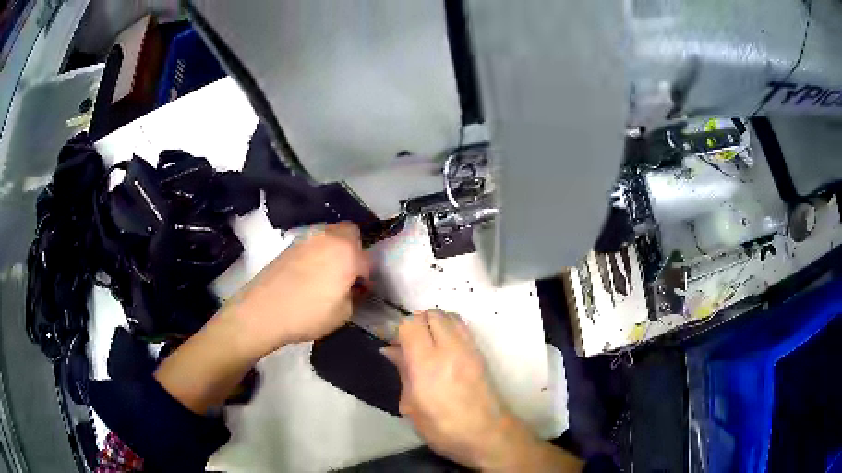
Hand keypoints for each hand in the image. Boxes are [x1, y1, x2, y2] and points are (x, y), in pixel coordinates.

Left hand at [220, 222, 369, 359]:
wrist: (263, 311)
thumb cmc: (308, 314)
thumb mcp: (342, 314)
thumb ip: (353, 296)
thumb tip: (351, 287)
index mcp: (347, 253)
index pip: (367, 260)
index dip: (366, 277)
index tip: (361, 291)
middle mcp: (328, 238)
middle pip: (350, 233)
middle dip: (354, 250)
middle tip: (348, 272)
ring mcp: (307, 238)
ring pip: (330, 235)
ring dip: (335, 249)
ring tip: (328, 274)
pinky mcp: (290, 246)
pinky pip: (312, 243)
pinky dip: (317, 253)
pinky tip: (309, 274)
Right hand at [382, 310, 582, 471]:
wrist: (488, 435)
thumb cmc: (443, 428)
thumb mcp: (412, 406)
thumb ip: (403, 372)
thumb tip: (391, 350)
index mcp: (427, 365)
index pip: (411, 324)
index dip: (399, 330)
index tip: (394, 345)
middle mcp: (450, 349)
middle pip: (432, 314)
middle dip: (417, 322)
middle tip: (410, 343)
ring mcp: (469, 349)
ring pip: (449, 316)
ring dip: (435, 323)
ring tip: (427, 344)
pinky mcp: (481, 353)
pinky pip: (463, 328)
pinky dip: (450, 329)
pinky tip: (444, 350)